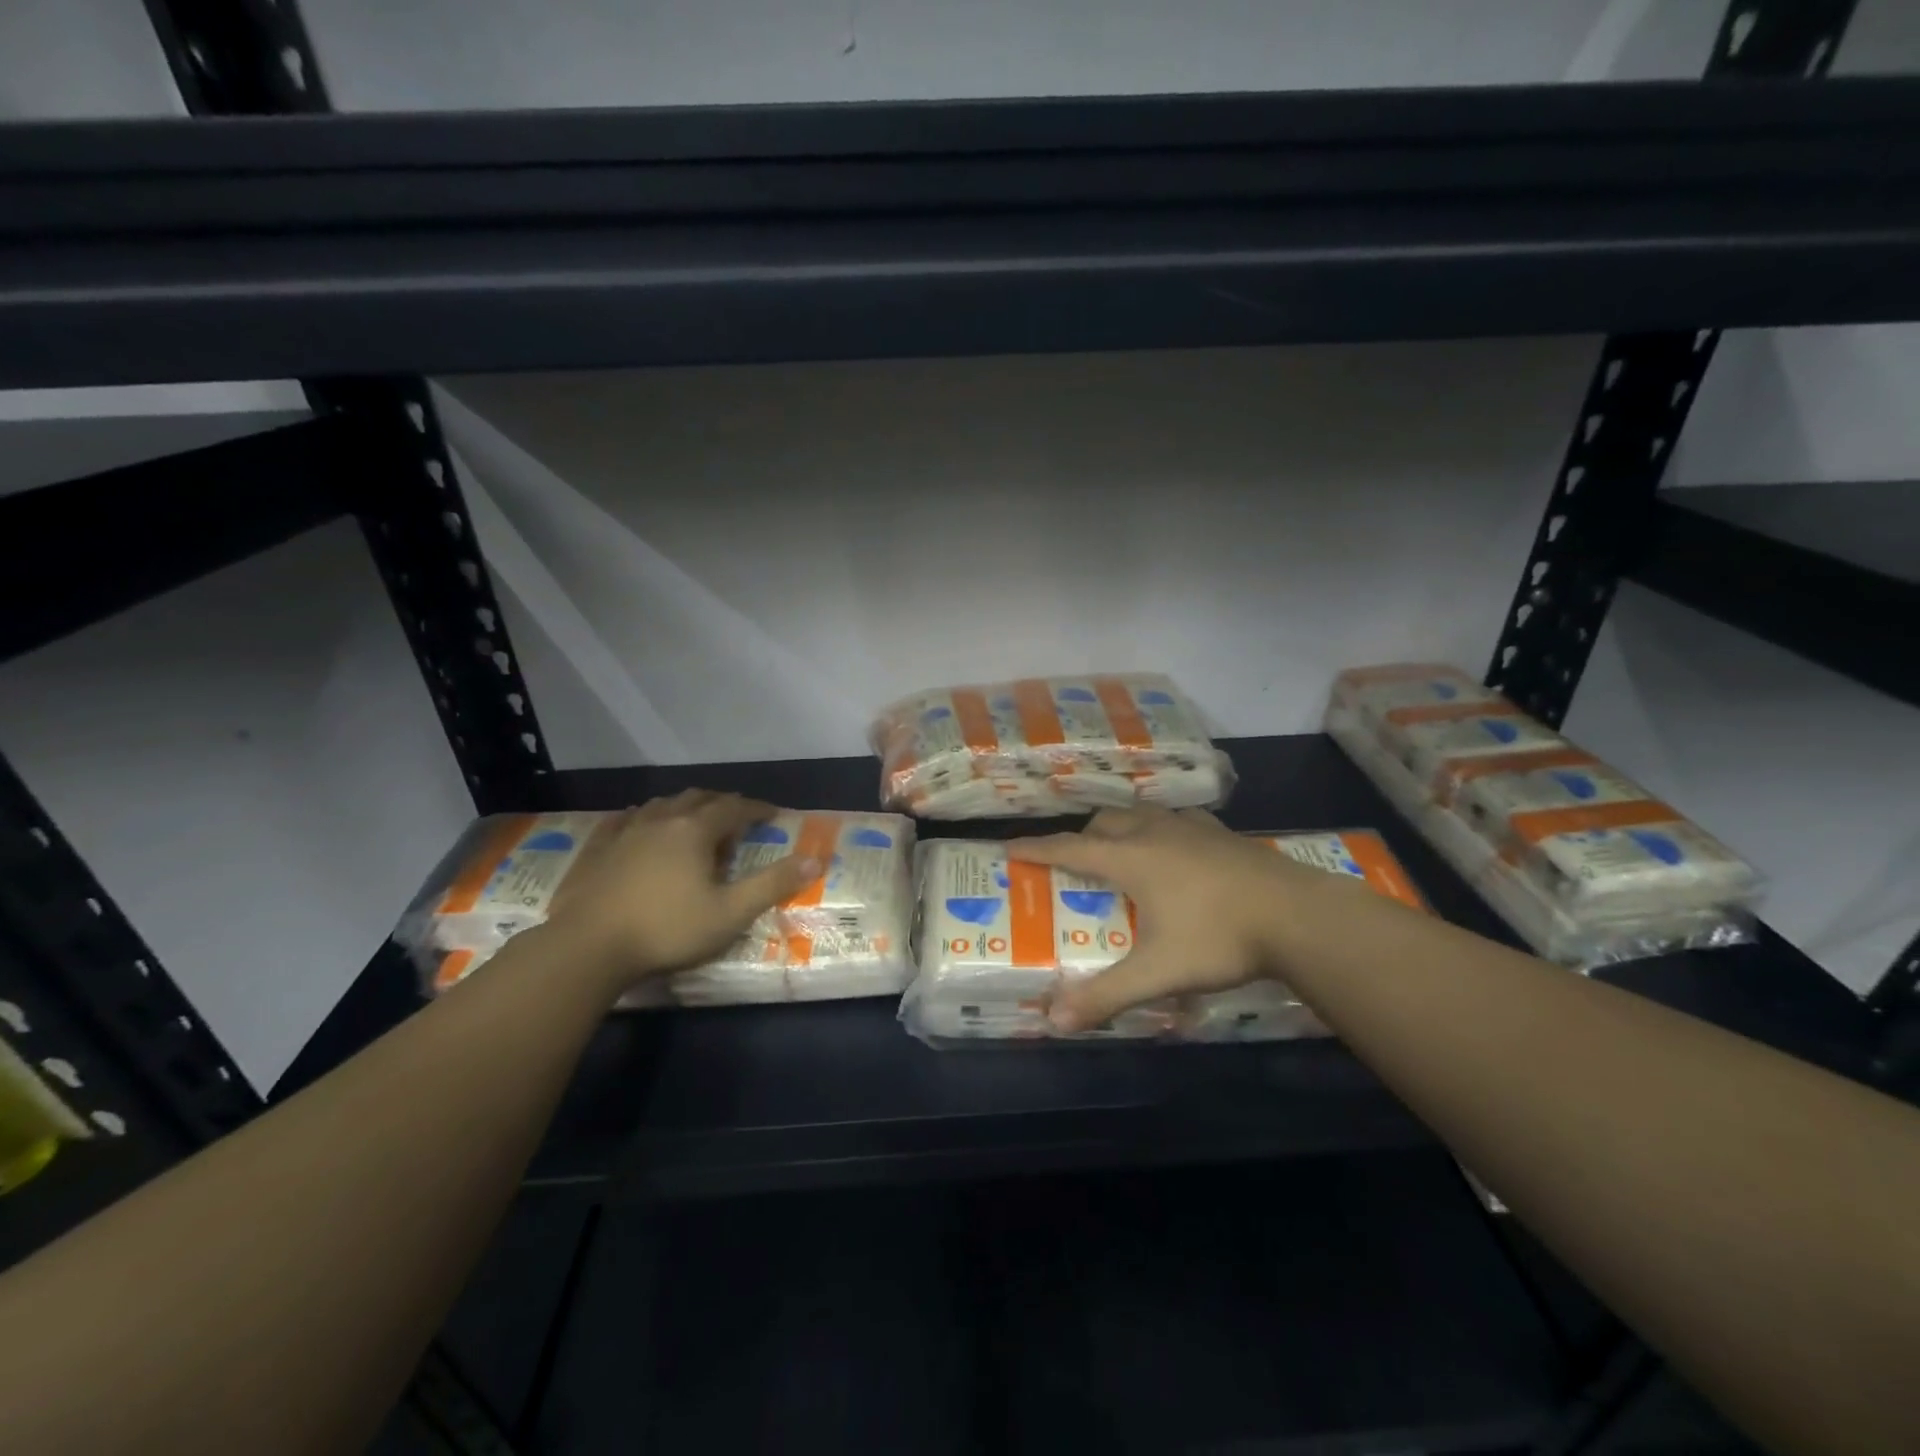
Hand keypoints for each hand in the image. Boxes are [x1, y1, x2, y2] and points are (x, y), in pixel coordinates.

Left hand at [545, 790, 820, 983]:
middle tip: (736, 816)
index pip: (734, 807)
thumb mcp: (731, 913)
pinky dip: (641, 817)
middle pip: (698, 798)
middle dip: (721, 802)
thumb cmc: (667, 929)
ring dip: (684, 806)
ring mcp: (625, 832)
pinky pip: (623, 820)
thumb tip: (816, 859)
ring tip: (693, 818)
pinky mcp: (597, 849)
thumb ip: (773, 884)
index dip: (757, 809)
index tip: (773, 814)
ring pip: (661, 805)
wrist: (587, 948)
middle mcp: (662, 820)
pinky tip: (637, 823)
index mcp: (695, 830)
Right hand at [1013, 807, 1357, 1031]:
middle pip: (1104, 823)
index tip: (1009, 845)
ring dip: (1121, 828)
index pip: (1069, 847)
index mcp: (1130, 858)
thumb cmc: (1218, 938)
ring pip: (1141, 815)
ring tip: (1121, 852)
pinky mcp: (1222, 834)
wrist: (1297, 915)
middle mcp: (1154, 833)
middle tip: (1074, 863)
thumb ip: (1106, 995)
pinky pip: (1178, 820)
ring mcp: (1192, 828)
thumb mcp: (1157, 973)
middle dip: (1081, 837)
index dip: (1036, 848)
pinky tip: (1177, 849)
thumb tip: (1054, 1021)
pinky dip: (1161, 829)